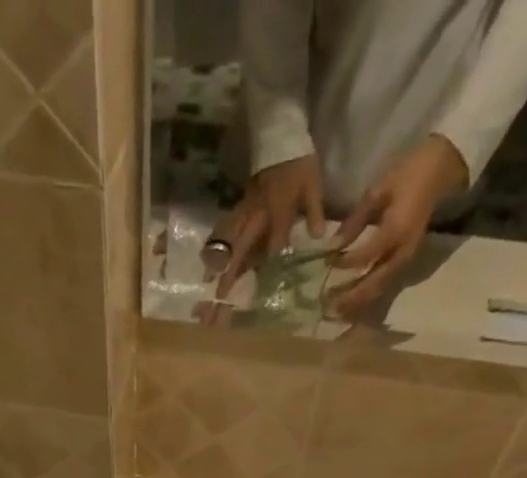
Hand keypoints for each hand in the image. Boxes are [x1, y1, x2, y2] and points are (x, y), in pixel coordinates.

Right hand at [216, 154, 326, 295]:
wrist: (281, 136)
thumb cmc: (299, 164)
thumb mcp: (313, 186)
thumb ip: (315, 212)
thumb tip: (319, 238)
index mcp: (278, 211)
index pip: (275, 243)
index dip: (271, 263)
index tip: (267, 285)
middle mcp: (258, 214)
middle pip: (242, 245)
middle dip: (231, 269)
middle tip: (221, 292)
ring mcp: (246, 209)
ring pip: (230, 237)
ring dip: (218, 258)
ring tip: (207, 277)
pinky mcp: (241, 204)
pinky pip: (228, 227)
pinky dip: (219, 242)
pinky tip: (210, 256)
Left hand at [330, 135, 468, 315]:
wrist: (440, 171)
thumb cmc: (407, 175)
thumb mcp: (378, 191)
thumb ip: (355, 221)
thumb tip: (333, 245)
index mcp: (396, 230)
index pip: (367, 256)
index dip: (346, 262)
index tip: (327, 263)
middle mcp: (403, 251)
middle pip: (374, 282)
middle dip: (351, 296)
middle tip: (329, 305)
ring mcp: (406, 258)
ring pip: (380, 287)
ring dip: (359, 301)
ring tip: (337, 310)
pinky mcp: (406, 261)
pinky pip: (386, 284)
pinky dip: (369, 294)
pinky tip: (353, 300)